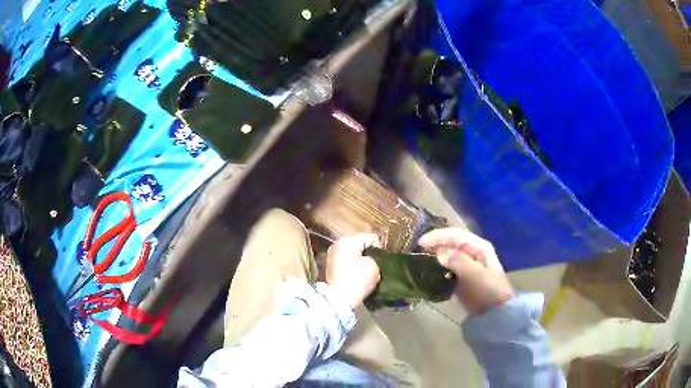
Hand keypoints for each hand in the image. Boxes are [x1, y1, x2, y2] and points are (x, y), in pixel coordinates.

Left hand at [325, 234, 381, 308]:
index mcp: (347, 241)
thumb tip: (372, 258)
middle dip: (369, 254)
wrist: (339, 300)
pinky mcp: (331, 266)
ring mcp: (332, 255)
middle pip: (361, 244)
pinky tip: (358, 276)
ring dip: (362, 261)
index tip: (381, 262)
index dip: (380, 249)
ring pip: (354, 253)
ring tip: (367, 273)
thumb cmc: (357, 281)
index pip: (371, 238)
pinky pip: (348, 261)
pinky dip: (354, 266)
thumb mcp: (374, 266)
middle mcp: (337, 244)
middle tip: (375, 267)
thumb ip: (376, 256)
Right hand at [418, 228, 513, 313]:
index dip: (438, 236)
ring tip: (420, 258)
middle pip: (451, 242)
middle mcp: (473, 251)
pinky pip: (447, 266)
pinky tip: (428, 270)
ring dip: (435, 254)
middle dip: (435, 243)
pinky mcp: (462, 276)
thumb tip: (439, 254)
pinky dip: (437, 266)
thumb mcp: (477, 276)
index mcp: (479, 247)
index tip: (421, 243)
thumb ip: (460, 263)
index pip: (456, 235)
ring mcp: (467, 264)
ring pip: (448, 253)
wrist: (495, 312)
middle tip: (418, 249)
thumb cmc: (489, 291)